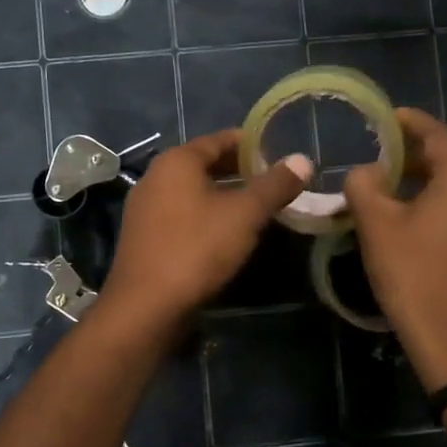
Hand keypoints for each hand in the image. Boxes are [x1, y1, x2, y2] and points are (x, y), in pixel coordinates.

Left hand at [99, 131, 311, 331]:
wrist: (146, 306)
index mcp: (176, 161)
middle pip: (204, 165)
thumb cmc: (197, 249)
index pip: (219, 140)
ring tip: (255, 208)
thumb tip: (303, 160)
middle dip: (238, 171)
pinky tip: (225, 234)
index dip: (250, 145)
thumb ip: (275, 185)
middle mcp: (155, 177)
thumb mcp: (245, 215)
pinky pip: (180, 214)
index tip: (278, 153)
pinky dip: (205, 215)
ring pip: (192, 192)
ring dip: (223, 196)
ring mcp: (144, 208)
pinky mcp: (143, 237)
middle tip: (272, 182)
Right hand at [344, 109, 446, 390]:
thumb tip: (368, 171)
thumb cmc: (413, 275)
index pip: (441, 135)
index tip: (390, 117)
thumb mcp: (376, 226)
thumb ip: (365, 185)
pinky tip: (436, 222)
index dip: (414, 122)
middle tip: (404, 159)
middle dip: (439, 147)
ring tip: (415, 190)